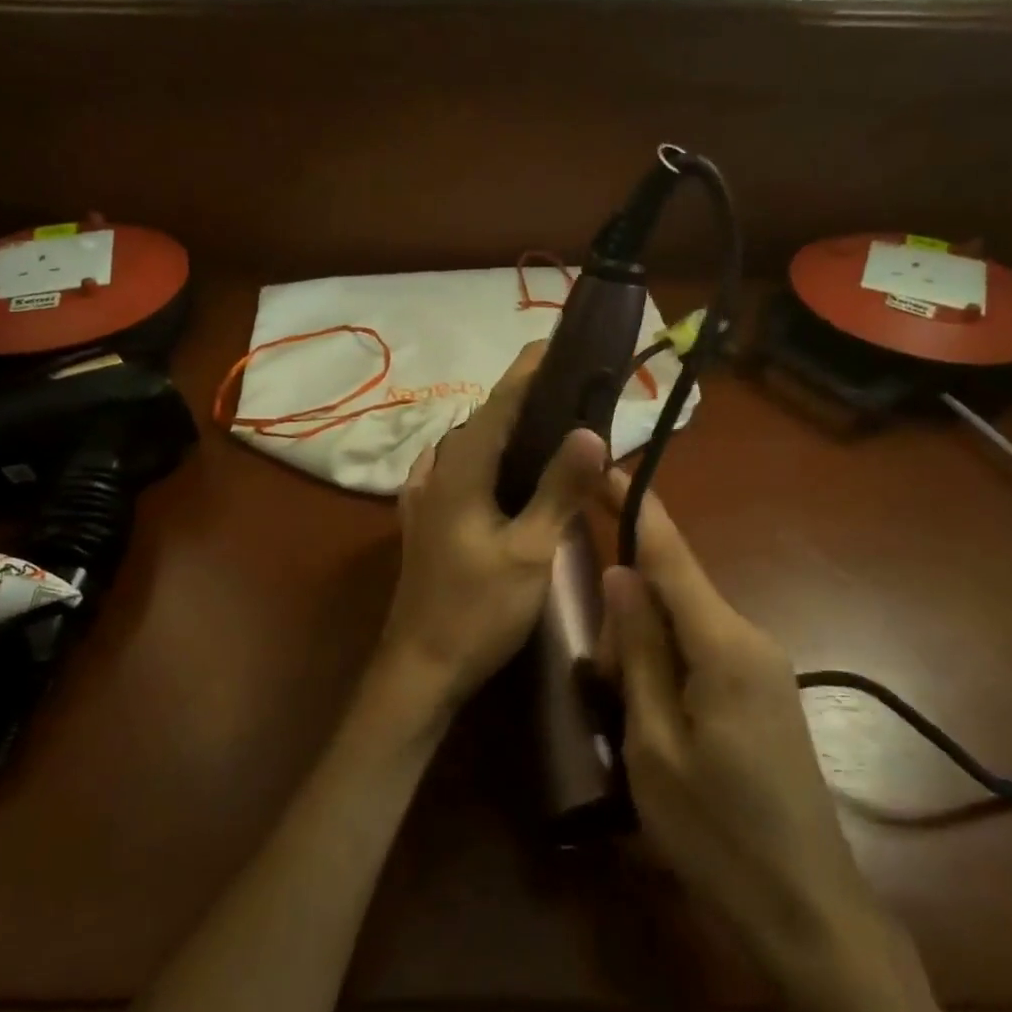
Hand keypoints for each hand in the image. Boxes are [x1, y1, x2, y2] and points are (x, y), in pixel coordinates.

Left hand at [376, 342, 607, 722]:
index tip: (557, 342)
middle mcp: (436, 473)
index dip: (529, 371)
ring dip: (501, 428)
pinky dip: (480, 458)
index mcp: (460, 472)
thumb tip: (591, 431)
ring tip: (542, 424)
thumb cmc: (478, 611)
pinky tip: (496, 470)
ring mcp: (423, 498)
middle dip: (521, 397)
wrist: (420, 668)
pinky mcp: (423, 521)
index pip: (499, 405)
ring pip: (466, 446)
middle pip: (482, 421)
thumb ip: (559, 490)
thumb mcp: (530, 553)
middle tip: (566, 387)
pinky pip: (453, 471)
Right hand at [596, 470, 889, 988]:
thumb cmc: (717, 832)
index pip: (671, 555)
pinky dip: (667, 669)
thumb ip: (638, 651)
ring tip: (624, 716)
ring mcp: (762, 667)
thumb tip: (621, 574)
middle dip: (628, 617)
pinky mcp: (762, 694)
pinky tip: (652, 721)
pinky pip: (703, 654)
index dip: (638, 507)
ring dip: (644, 650)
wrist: (807, 911)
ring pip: (685, 626)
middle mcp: (749, 639)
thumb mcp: (654, 743)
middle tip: (599, 683)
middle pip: (673, 594)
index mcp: (723, 645)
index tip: (608, 467)